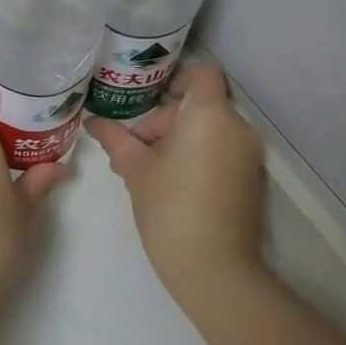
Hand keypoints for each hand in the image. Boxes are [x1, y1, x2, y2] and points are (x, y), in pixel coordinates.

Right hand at [86, 62, 265, 305]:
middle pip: (201, 105)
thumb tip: (93, 122)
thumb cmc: (170, 208)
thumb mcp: (135, 170)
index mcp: (210, 115)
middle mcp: (237, 127)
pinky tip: (171, 186)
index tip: (149, 102)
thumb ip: (116, 138)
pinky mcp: (252, 180)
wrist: (216, 271)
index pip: (201, 74)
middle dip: (166, 121)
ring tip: (147, 170)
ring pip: (211, 131)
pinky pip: (223, 152)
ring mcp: (250, 156)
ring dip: (180, 140)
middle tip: (134, 149)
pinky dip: (199, 157)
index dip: (176, 80)